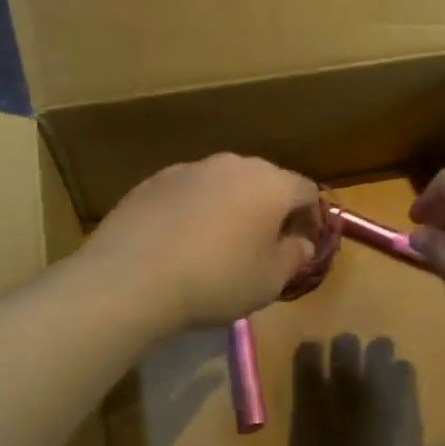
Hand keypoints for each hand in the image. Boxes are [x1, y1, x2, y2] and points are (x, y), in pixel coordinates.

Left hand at [83, 154, 319, 331]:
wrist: (132, 277)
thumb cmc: (217, 280)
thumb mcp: (270, 281)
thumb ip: (295, 256)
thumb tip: (300, 242)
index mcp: (271, 184)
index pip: (307, 191)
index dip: (312, 218)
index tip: (305, 246)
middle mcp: (235, 164)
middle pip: (266, 181)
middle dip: (272, 209)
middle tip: (265, 245)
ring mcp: (191, 168)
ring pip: (225, 184)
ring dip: (232, 207)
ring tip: (220, 243)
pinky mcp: (155, 180)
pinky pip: (190, 192)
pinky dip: (196, 210)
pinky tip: (182, 242)